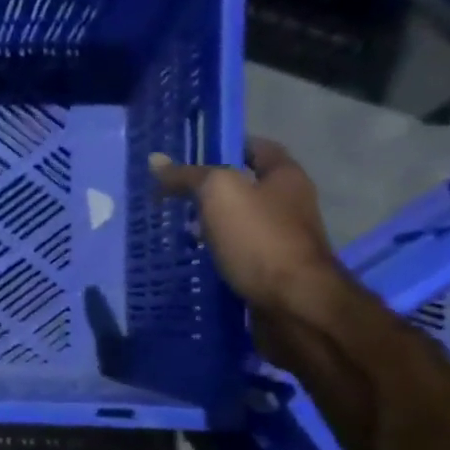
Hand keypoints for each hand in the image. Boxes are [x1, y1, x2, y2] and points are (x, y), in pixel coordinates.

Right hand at [149, 139, 341, 316]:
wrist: (294, 304)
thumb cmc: (260, 238)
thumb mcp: (218, 193)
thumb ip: (188, 175)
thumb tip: (155, 161)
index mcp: (285, 176)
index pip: (257, 148)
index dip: (226, 145)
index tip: (190, 154)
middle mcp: (290, 204)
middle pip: (246, 187)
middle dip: (211, 190)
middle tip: (173, 195)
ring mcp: (282, 240)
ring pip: (240, 223)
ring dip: (211, 225)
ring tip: (175, 228)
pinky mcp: (272, 272)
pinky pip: (238, 254)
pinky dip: (216, 254)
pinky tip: (192, 258)